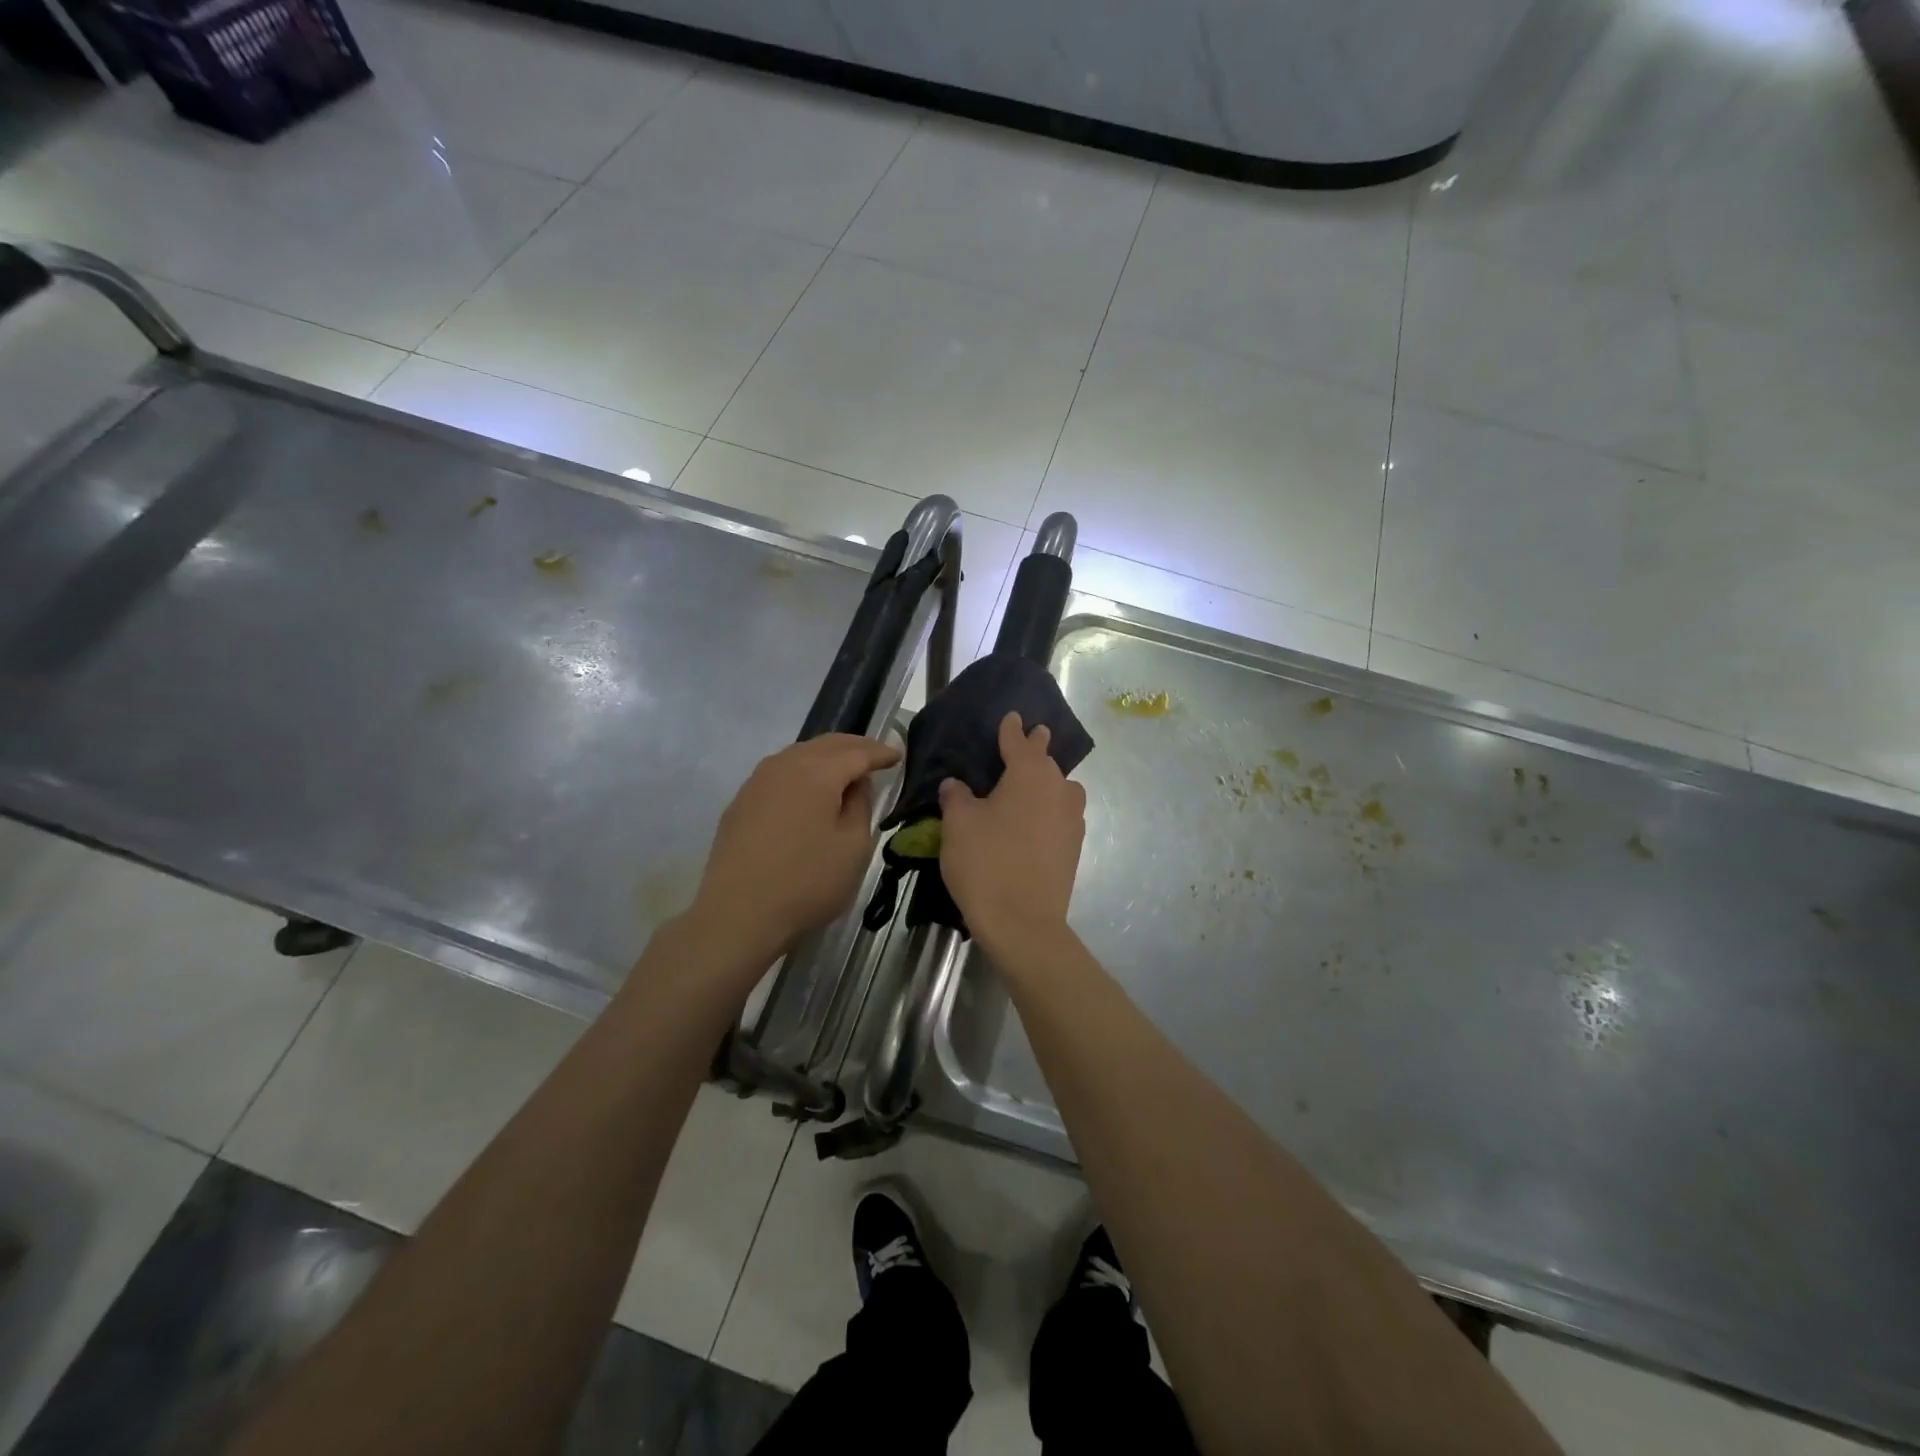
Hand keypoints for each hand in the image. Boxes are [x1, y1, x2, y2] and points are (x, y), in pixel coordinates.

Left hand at [686, 734, 900, 966]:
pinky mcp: (741, 801)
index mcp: (817, 771)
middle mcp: (784, 765)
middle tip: (876, 755)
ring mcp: (757, 781)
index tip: (898, 756)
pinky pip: (780, 773)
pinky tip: (808, 790)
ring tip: (844, 769)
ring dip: (826, 756)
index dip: (880, 753)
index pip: (857, 752)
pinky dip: (802, 772)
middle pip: (826, 744)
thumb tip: (856, 783)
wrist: (738, 914)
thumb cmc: (807, 882)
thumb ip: (860, 805)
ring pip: (799, 754)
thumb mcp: (853, 847)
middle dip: (854, 746)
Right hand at [938, 712, 1086, 949]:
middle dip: (1036, 749)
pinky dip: (1050, 809)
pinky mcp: (1075, 846)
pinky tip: (1036, 820)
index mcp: (1028, 774)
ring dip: (1048, 780)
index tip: (1013, 717)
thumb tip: (956, 785)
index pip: (1019, 742)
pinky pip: (1062, 814)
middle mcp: (1058, 789)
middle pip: (1046, 762)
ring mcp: (1071, 819)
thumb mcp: (959, 825)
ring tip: (1032, 784)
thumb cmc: (986, 863)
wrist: (1023, 922)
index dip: (1012, 730)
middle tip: (1029, 738)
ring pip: (1061, 788)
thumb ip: (957, 798)